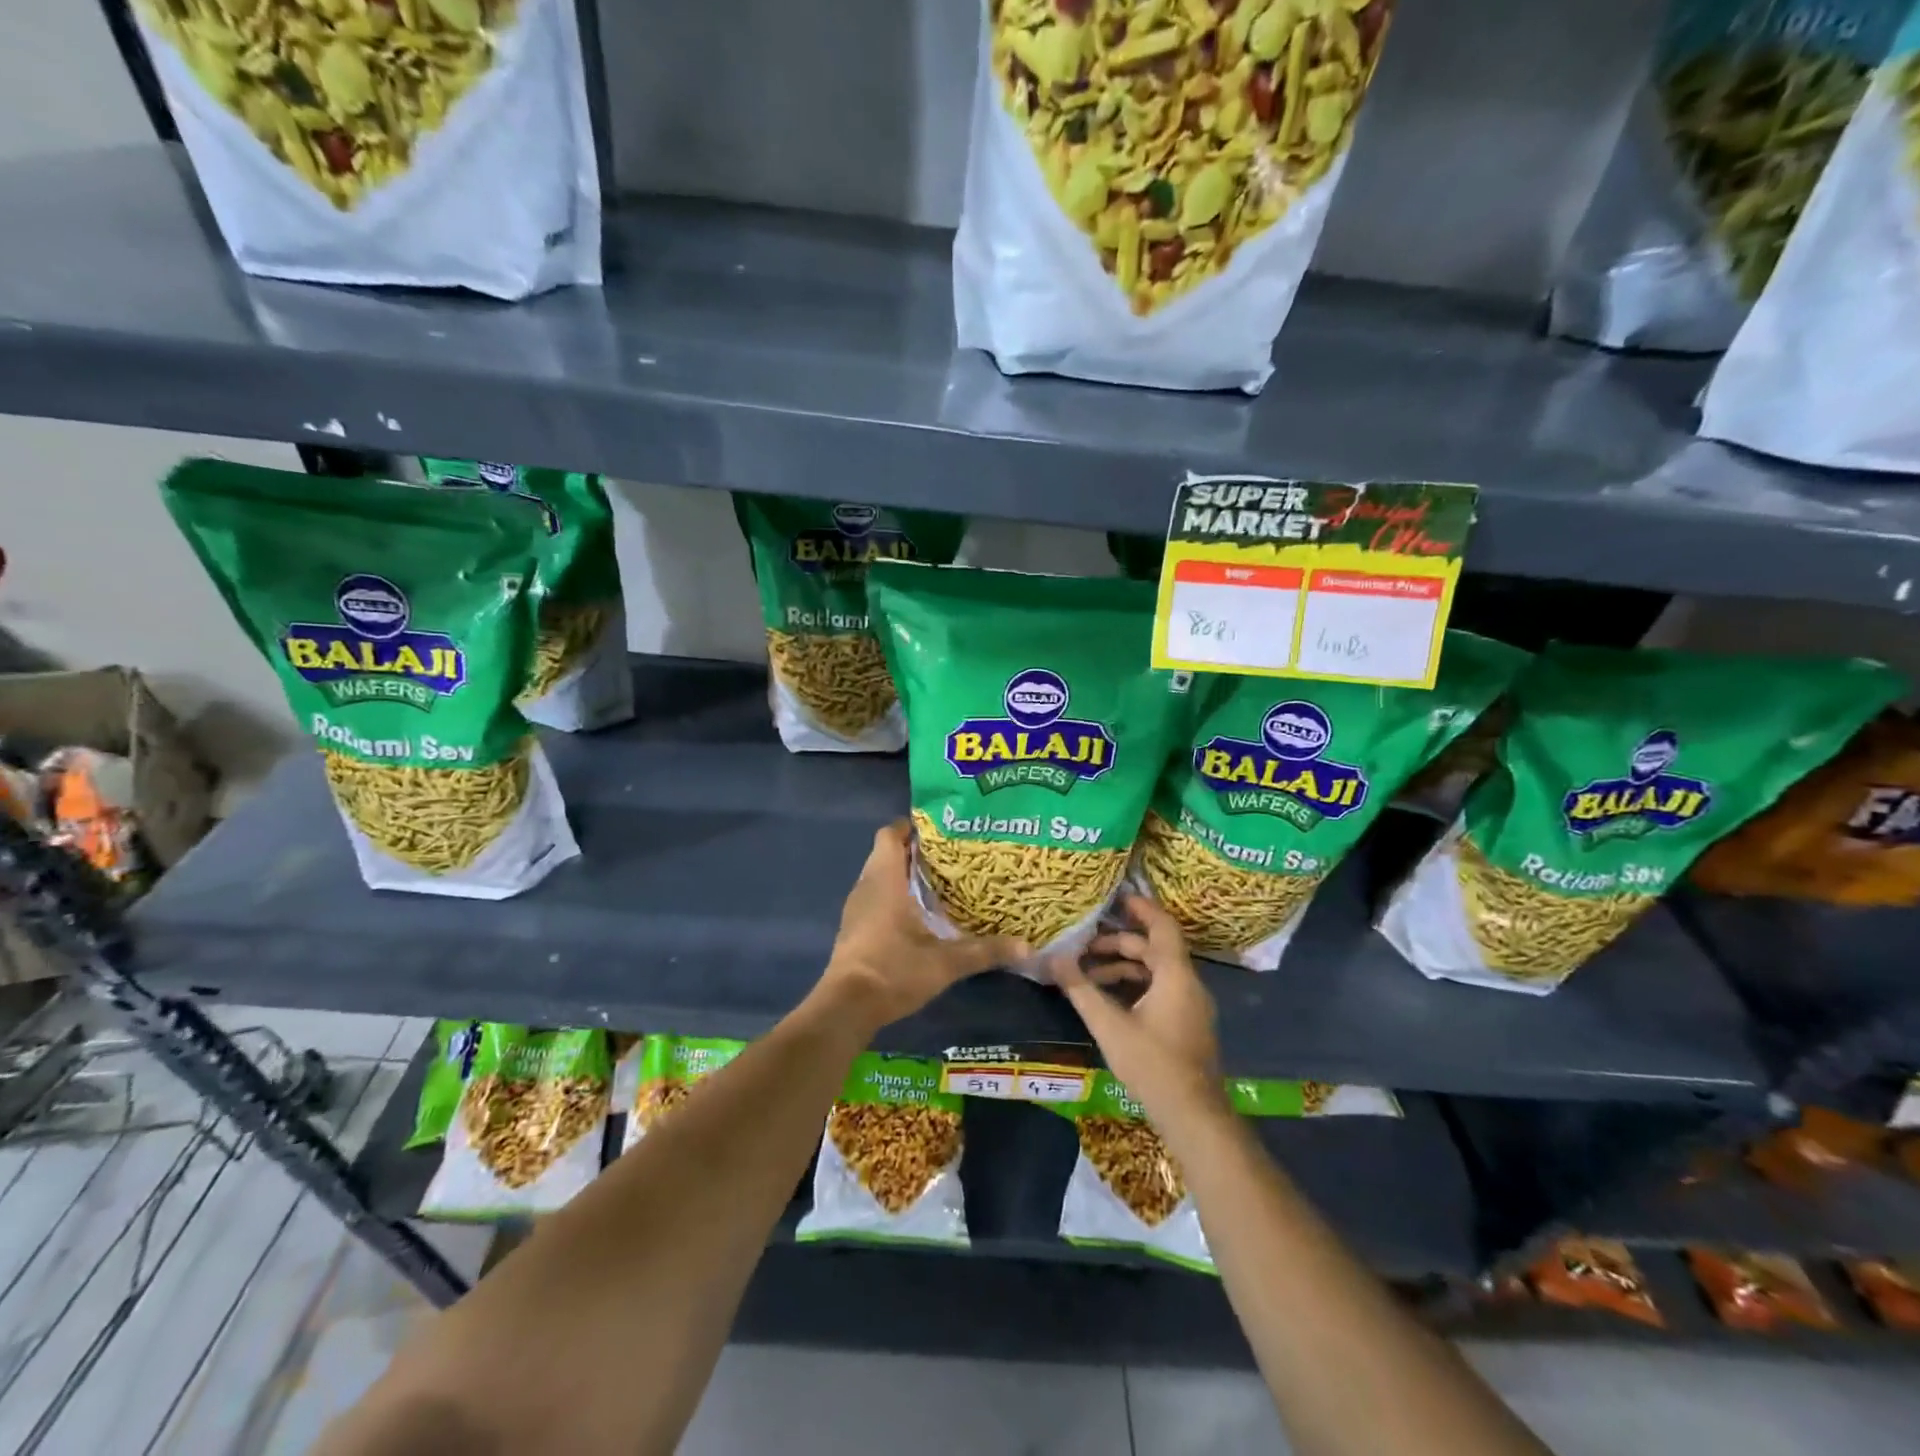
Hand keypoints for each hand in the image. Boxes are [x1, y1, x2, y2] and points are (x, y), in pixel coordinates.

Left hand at [818, 820, 1026, 1030]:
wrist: (846, 1007)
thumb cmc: (893, 970)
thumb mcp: (945, 962)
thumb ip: (984, 951)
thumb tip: (1026, 947)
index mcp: (884, 879)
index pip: (890, 834)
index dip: (912, 827)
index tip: (942, 830)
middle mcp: (867, 885)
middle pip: (887, 853)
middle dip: (916, 851)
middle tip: (952, 855)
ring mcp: (857, 907)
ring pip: (880, 876)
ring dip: (905, 874)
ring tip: (942, 881)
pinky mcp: (854, 928)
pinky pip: (876, 896)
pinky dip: (895, 895)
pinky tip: (921, 913)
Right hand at [1049, 893, 1223, 1119]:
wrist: (1193, 1116)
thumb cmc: (1153, 1065)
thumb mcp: (1110, 1026)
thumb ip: (1080, 989)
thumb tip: (1053, 958)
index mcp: (1176, 975)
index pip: (1162, 926)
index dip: (1141, 908)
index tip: (1116, 897)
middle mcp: (1189, 983)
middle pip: (1154, 949)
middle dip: (1118, 944)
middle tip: (1084, 945)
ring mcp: (1190, 1005)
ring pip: (1156, 971)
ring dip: (1124, 967)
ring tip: (1088, 974)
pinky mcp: (1187, 1023)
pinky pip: (1161, 989)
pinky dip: (1135, 985)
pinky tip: (1108, 999)